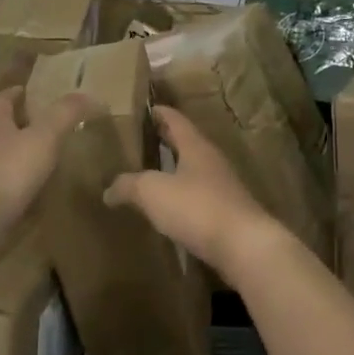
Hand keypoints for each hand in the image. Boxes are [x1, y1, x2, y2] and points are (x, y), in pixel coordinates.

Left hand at [0, 88, 101, 225]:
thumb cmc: (8, 170)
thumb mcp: (44, 135)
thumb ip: (65, 113)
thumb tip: (91, 94)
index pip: (2, 101)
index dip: (14, 93)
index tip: (26, 89)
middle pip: (1, 129)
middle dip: (20, 124)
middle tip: (48, 123)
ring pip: (3, 158)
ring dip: (22, 156)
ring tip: (49, 157)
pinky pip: (6, 187)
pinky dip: (21, 185)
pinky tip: (39, 191)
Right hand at [104, 107, 287, 279]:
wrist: (245, 246)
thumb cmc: (197, 207)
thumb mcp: (153, 192)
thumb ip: (129, 185)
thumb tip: (108, 189)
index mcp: (195, 145)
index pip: (176, 119)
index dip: (160, 113)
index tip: (146, 108)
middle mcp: (211, 160)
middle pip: (186, 143)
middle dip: (166, 140)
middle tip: (143, 139)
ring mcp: (223, 186)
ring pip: (194, 169)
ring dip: (175, 169)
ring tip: (152, 174)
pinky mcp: (228, 213)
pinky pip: (199, 196)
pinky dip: (183, 196)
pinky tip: (170, 208)